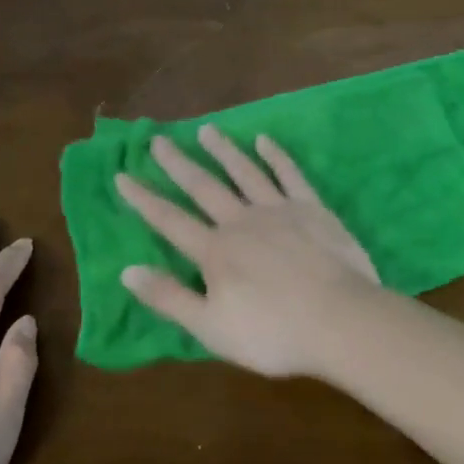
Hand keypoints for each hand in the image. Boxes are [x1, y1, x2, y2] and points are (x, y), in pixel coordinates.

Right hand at [116, 126, 378, 377]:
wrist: (340, 321)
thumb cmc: (273, 333)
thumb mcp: (210, 328)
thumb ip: (169, 298)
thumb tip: (127, 270)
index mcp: (215, 252)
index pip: (169, 220)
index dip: (143, 199)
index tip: (122, 175)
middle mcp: (241, 221)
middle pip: (204, 187)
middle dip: (178, 163)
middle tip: (159, 139)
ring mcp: (279, 210)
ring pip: (244, 172)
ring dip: (223, 150)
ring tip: (206, 130)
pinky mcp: (312, 209)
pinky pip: (290, 175)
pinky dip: (276, 156)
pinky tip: (264, 140)